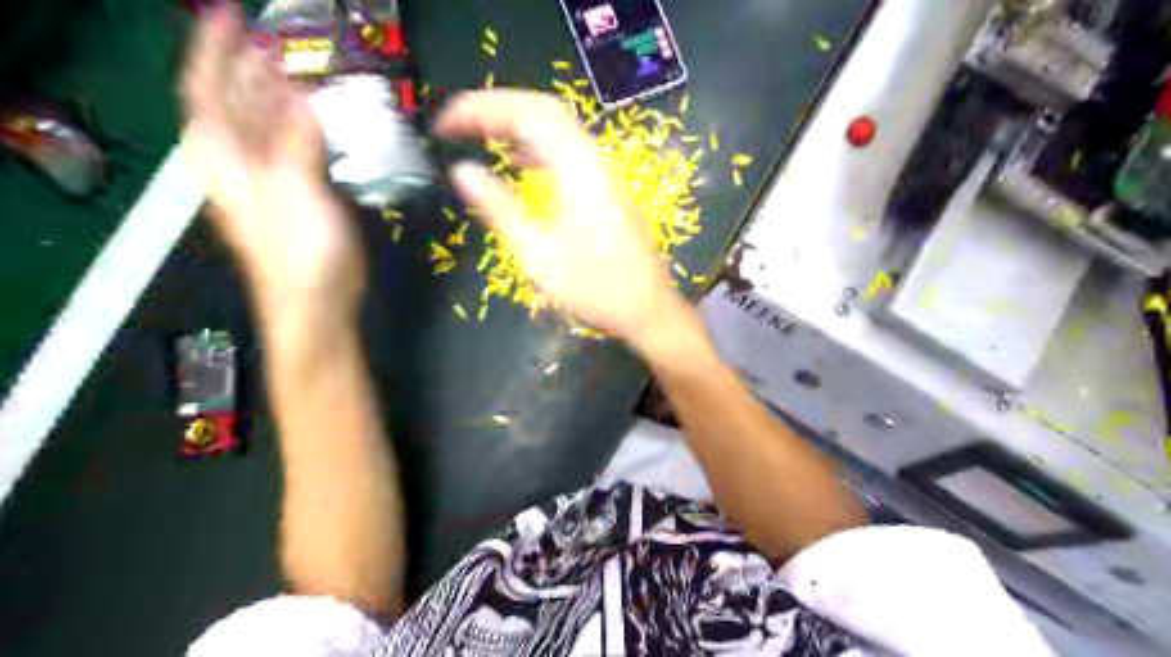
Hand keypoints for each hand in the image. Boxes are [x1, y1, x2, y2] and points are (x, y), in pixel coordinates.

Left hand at [177, 4, 360, 312]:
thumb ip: (296, 141)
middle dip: (246, 68)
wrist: (316, 304)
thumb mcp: (295, 189)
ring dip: (274, 95)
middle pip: (233, 105)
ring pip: (263, 127)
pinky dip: (299, 127)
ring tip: (292, 68)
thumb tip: (303, 101)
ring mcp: (269, 183)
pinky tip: (316, 119)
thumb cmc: (300, 252)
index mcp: (225, 159)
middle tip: (272, 40)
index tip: (228, 14)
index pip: (207, 91)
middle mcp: (239, 165)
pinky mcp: (297, 198)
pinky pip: (291, 150)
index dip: (212, 50)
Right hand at [434, 89, 688, 351]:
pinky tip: (520, 162)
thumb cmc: (594, 289)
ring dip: (516, 123)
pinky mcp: (606, 187)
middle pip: (543, 110)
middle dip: (496, 109)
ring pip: (557, 127)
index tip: (446, 123)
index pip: (527, 114)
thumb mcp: (538, 255)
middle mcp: (594, 161)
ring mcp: (603, 173)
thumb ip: (499, 208)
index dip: (482, 109)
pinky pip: (567, 149)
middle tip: (458, 124)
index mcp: (577, 171)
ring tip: (479, 135)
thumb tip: (462, 171)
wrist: (647, 308)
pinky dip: (537, 145)